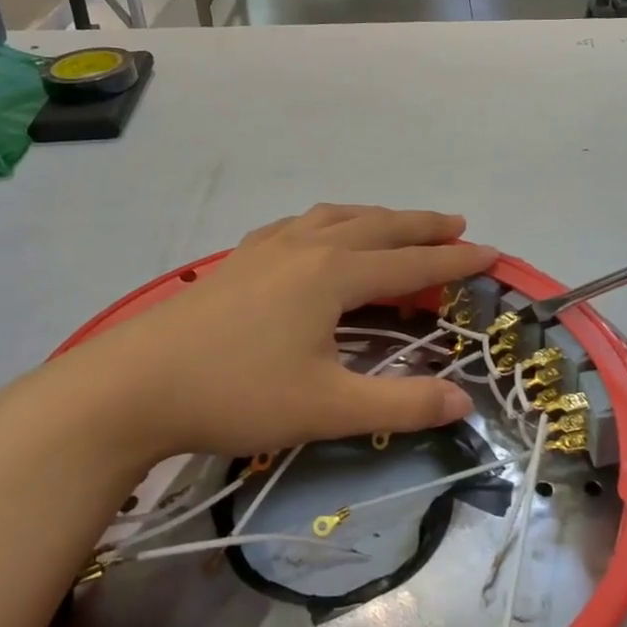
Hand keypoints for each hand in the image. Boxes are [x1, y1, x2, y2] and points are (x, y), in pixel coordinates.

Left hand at [41, 205, 495, 462]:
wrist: (133, 386)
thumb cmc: (237, 394)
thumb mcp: (328, 407)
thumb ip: (401, 404)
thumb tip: (463, 402)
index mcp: (333, 274)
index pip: (411, 261)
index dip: (456, 260)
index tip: (492, 253)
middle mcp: (305, 247)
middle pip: (378, 226)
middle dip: (421, 227)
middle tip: (457, 225)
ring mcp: (266, 249)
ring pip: (335, 218)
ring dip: (375, 218)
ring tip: (396, 225)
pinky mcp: (236, 261)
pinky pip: (297, 226)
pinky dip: (326, 224)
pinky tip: (316, 236)